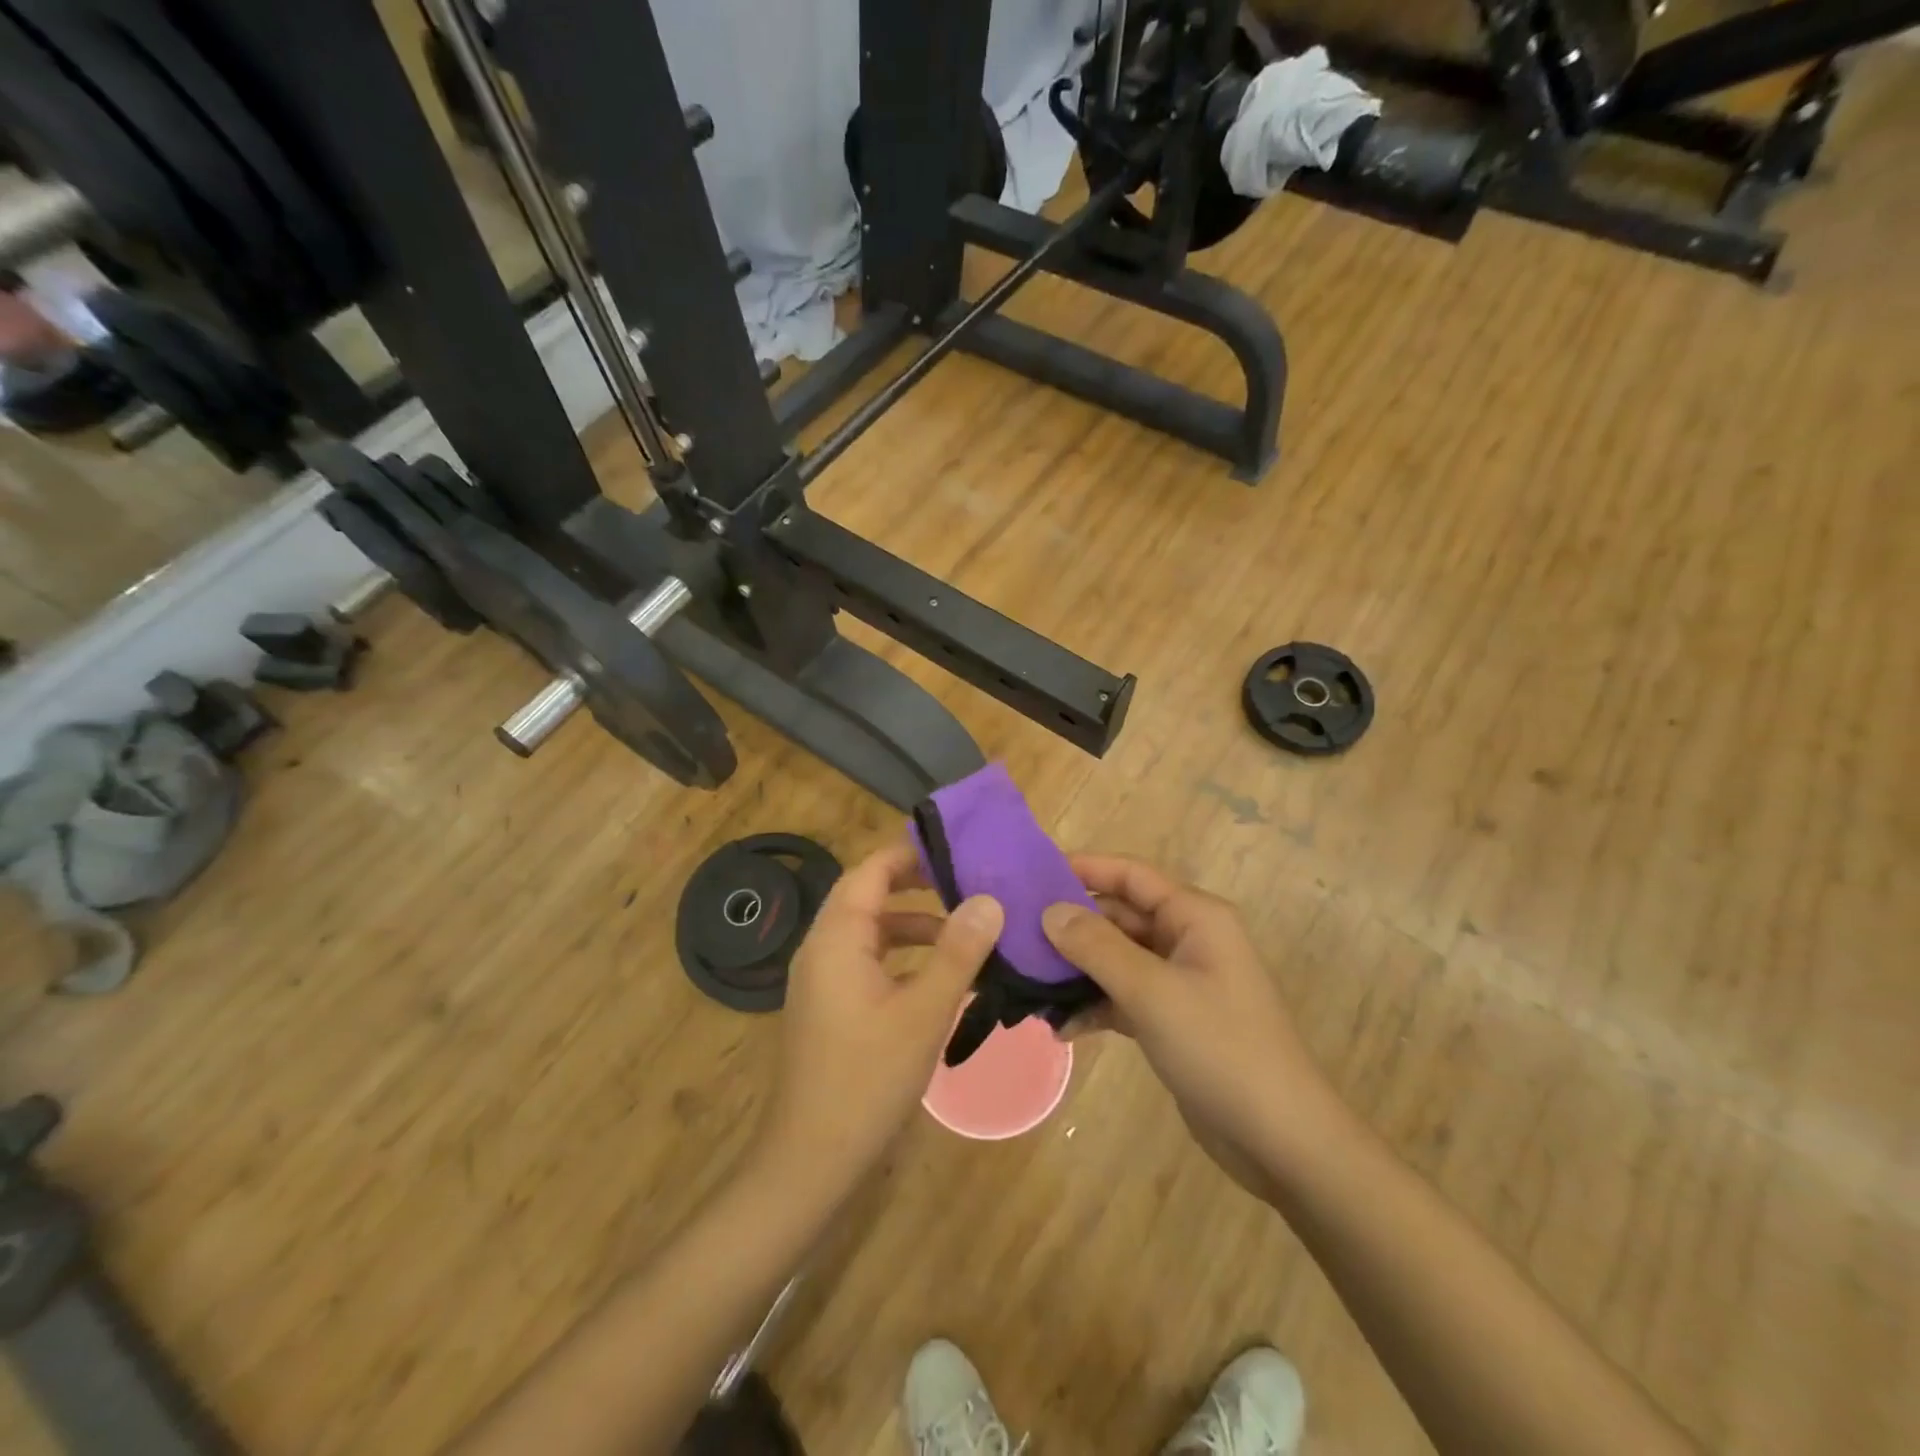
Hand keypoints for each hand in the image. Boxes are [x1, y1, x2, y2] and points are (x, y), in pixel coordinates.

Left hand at [750, 838, 1002, 1200]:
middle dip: (915, 885)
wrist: (810, 1161)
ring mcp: (822, 980)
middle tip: (967, 880)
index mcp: (836, 938)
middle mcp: (822, 949)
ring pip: (870, 932)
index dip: (909, 853)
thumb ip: (957, 953)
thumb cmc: (866, 1079)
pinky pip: (867, 962)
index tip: (956, 847)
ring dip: (912, 925)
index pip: (870, 871)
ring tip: (964, 928)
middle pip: (868, 896)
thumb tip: (989, 899)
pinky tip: (938, 977)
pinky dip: (901, 957)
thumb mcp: (923, 1013)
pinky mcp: (829, 1008)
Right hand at [1041, 855, 1339, 1194]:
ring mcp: (1179, 981)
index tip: (1032, 875)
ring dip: (1077, 970)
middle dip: (1071, 926)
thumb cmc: (1219, 1048)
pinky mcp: (1171, 1019)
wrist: (1280, 1139)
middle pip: (1118, 916)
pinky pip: (1123, 997)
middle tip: (1016, 935)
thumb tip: (1049, 911)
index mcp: (1194, 916)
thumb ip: (1097, 947)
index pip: (1130, 875)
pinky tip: (1061, 1029)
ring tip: (1028, 984)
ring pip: (1116, 958)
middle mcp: (1187, 939)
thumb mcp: (1152, 992)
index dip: (1083, 869)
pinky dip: (1094, 1006)